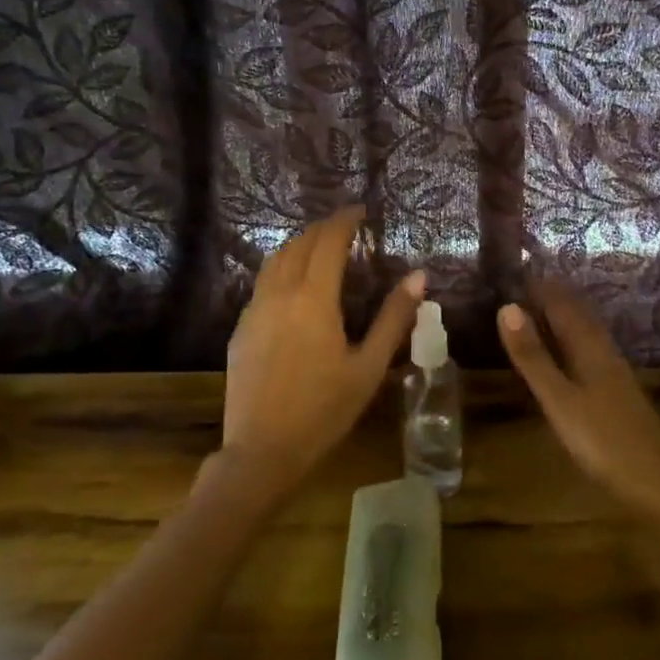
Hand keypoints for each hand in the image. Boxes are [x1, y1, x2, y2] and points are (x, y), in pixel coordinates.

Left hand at [221, 207, 426, 491]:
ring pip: (275, 261)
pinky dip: (281, 269)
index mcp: (314, 299)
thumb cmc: (324, 410)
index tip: (360, 209)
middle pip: (298, 244)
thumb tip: (419, 277)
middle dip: (321, 229)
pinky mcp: (240, 329)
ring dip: (298, 245)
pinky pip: (262, 284)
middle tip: (343, 226)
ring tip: (318, 247)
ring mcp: (254, 311)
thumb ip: (394, 318)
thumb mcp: (369, 366)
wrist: (262, 451)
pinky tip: (292, 285)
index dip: (344, 220)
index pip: (328, 242)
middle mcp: (280, 294)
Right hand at [498, 280, 659, 534]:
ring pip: (586, 330)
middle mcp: (604, 351)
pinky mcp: (618, 392)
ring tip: (538, 309)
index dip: (539, 286)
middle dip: (551, 296)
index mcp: (589, 347)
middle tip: (521, 285)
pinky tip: (569, 352)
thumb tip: (507, 307)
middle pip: (577, 313)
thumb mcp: (559, 400)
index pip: (561, 303)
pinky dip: (571, 338)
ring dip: (563, 315)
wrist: (658, 485)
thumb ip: (533, 356)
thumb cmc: (603, 441)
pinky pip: (590, 348)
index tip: (513, 272)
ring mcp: (614, 372)